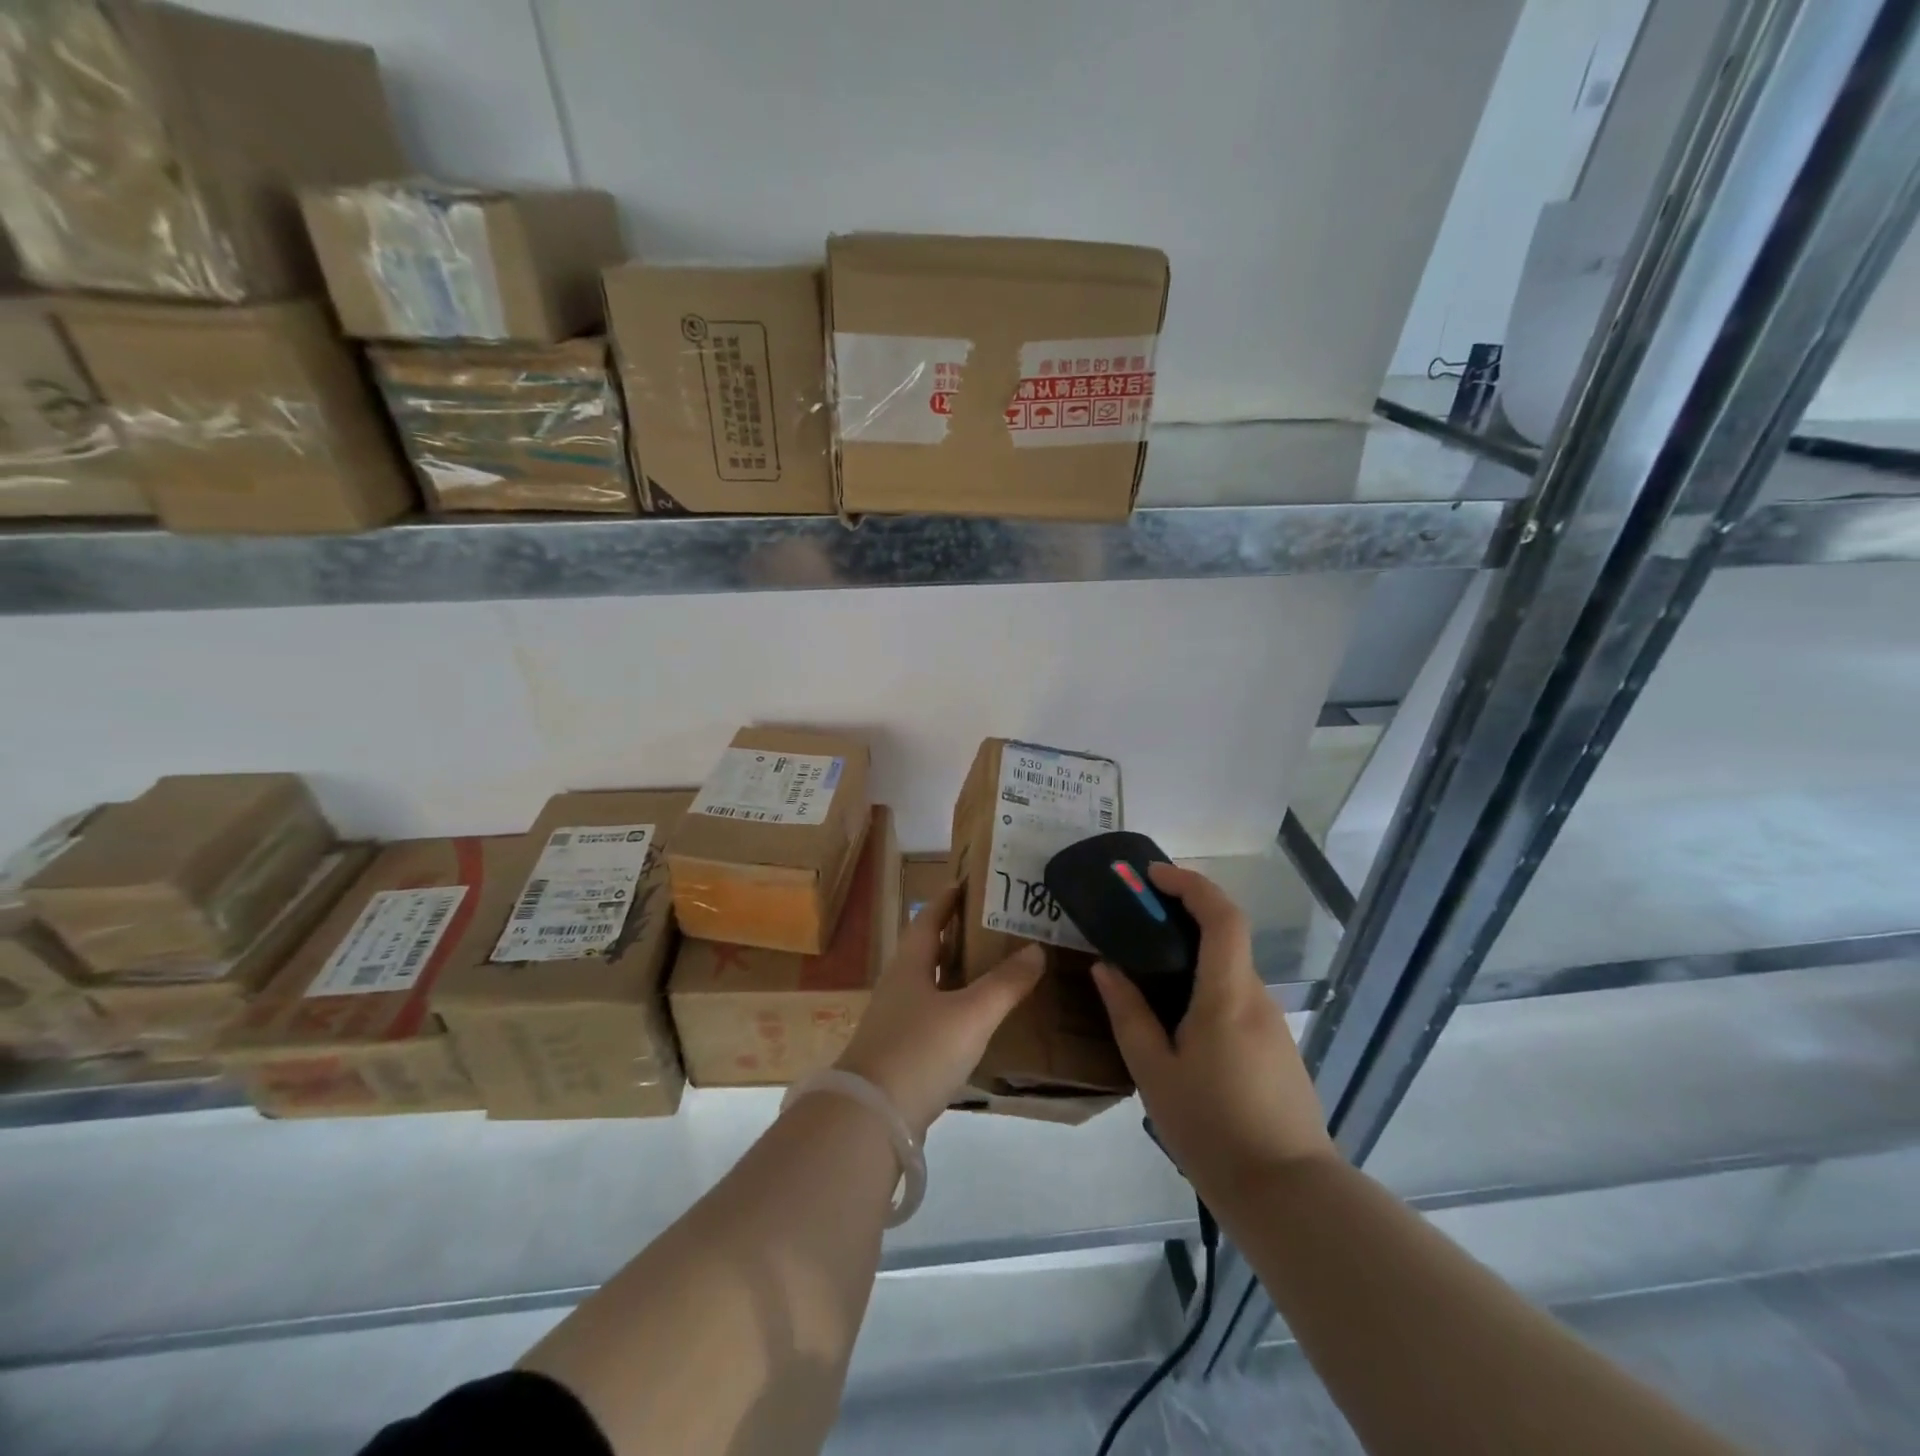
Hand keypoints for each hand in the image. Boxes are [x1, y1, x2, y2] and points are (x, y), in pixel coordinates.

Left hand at [836, 884, 1044, 1137]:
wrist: (869, 1119)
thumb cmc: (919, 1051)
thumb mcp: (971, 1014)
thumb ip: (1005, 983)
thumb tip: (1036, 948)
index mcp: (910, 966)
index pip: (928, 920)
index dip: (947, 901)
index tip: (968, 884)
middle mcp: (898, 987)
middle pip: (928, 951)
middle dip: (958, 937)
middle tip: (996, 928)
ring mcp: (895, 1022)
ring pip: (930, 986)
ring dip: (957, 975)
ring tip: (994, 971)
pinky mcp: (899, 1055)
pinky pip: (932, 1018)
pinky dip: (955, 1011)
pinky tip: (976, 1023)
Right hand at [1091, 863, 1334, 1197]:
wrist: (1289, 1195)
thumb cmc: (1212, 1129)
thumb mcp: (1154, 1072)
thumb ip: (1128, 1014)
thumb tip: (1106, 967)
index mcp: (1228, 995)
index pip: (1222, 916)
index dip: (1191, 884)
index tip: (1153, 875)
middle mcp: (1258, 998)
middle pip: (1227, 938)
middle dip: (1185, 916)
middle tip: (1138, 922)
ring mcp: (1274, 1025)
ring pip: (1231, 972)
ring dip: (1195, 957)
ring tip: (1149, 977)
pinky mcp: (1278, 1049)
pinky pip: (1239, 1000)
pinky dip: (1209, 988)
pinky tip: (1181, 1024)